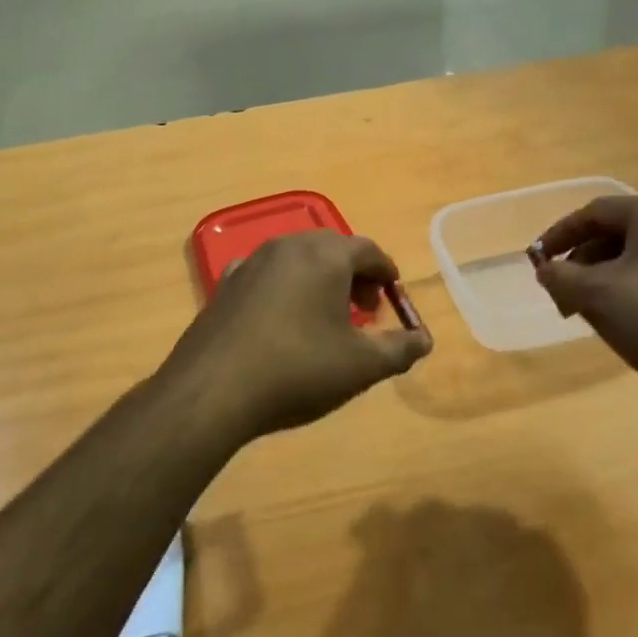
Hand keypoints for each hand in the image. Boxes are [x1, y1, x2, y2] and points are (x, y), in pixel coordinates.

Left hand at [161, 231, 433, 440]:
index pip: (368, 250)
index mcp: (325, 255)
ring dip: (319, 279)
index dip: (386, 272)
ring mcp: (251, 262)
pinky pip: (266, 275)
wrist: (213, 390)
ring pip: (297, 259)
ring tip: (326, 317)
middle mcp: (287, 246)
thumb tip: (424, 340)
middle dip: (354, 274)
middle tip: (364, 310)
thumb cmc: (298, 370)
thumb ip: (399, 349)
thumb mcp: (361, 366)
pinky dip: (284, 288)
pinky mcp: (225, 284)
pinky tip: (283, 319)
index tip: (392, 295)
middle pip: (332, 249)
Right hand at [532, 195, 637, 408]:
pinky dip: (636, 288)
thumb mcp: (596, 296)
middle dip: (583, 262)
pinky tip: (628, 321)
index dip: (559, 234)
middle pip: (619, 232)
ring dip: (607, 278)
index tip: (537, 260)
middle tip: (562, 294)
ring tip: (590, 312)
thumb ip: (560, 277)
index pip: (594, 211)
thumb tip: (546, 269)